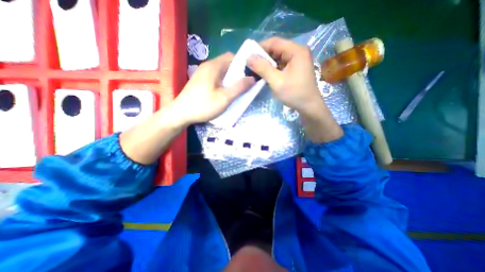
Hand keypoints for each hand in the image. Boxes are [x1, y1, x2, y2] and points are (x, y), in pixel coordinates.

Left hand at [174, 52, 257, 125]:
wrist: (180, 114)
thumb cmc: (203, 105)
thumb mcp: (225, 98)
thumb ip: (239, 87)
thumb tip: (252, 78)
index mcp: (214, 66)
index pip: (232, 57)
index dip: (243, 64)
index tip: (250, 75)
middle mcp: (207, 66)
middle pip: (227, 64)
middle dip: (237, 73)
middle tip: (244, 86)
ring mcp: (202, 73)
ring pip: (221, 72)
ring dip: (230, 79)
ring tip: (235, 91)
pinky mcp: (200, 81)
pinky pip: (215, 78)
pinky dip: (223, 83)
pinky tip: (224, 93)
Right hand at [248, 37, 341, 141]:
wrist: (309, 107)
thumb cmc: (294, 94)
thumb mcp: (277, 81)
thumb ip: (263, 68)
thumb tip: (248, 57)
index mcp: (296, 51)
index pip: (274, 42)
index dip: (260, 47)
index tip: (248, 56)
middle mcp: (298, 52)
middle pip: (276, 49)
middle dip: (263, 56)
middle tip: (250, 65)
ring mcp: (297, 60)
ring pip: (278, 57)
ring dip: (267, 63)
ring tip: (255, 70)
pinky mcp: (295, 68)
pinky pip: (281, 64)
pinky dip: (272, 68)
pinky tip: (265, 74)